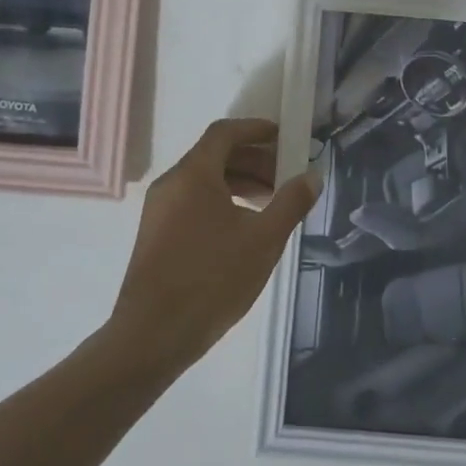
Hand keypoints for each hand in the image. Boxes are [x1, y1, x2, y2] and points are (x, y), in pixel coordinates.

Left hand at [106, 118, 318, 376]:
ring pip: (204, 180)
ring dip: (238, 183)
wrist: (152, 335)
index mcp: (193, 174)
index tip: (284, 137)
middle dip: (253, 160)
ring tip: (269, 204)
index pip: (224, 132)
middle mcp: (171, 183)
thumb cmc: (211, 279)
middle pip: (215, 155)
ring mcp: (159, 210)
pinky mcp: (156, 234)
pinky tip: (243, 229)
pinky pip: (193, 201)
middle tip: (285, 177)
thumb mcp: (263, 240)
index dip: (255, 129)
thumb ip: (291, 203)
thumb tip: (312, 176)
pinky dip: (221, 201)